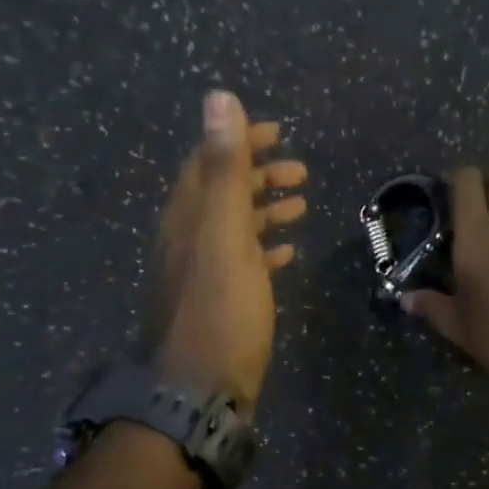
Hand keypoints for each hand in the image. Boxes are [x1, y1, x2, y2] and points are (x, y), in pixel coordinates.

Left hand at [147, 91, 307, 410]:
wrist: (199, 390)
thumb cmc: (220, 309)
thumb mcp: (224, 233)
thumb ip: (225, 167)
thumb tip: (219, 97)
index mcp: (188, 217)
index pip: (208, 162)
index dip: (240, 141)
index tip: (278, 132)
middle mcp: (190, 238)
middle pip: (223, 192)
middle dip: (259, 175)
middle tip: (299, 171)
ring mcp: (204, 272)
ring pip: (235, 227)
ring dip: (265, 210)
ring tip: (301, 205)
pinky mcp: (221, 301)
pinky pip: (243, 262)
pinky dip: (265, 248)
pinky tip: (287, 253)